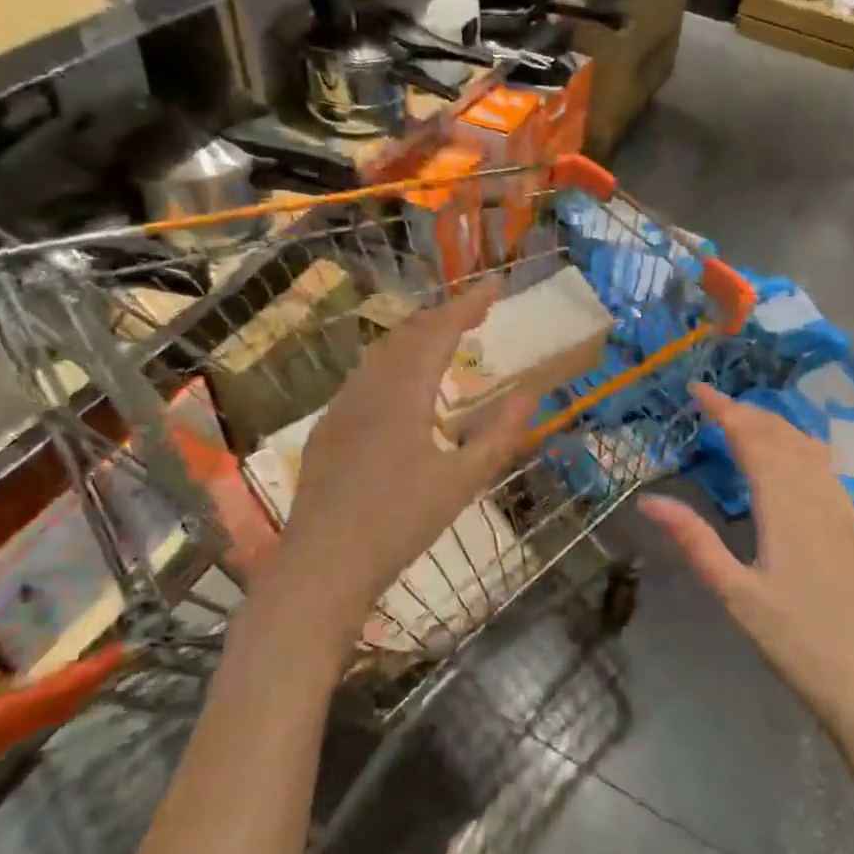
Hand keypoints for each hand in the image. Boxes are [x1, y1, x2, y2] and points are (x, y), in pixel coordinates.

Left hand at [262, 281, 537, 646]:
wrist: (322, 566)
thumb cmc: (400, 524)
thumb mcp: (463, 482)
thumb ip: (500, 435)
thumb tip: (530, 395)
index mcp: (403, 392)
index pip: (439, 330)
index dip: (468, 304)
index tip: (495, 287)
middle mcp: (368, 387)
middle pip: (408, 334)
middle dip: (444, 316)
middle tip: (477, 312)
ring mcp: (342, 406)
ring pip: (382, 354)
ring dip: (417, 338)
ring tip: (447, 341)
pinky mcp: (328, 428)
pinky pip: (365, 377)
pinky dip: (395, 364)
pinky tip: (405, 386)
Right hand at [640, 384, 853, 747]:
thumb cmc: (797, 640)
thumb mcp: (734, 593)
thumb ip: (695, 540)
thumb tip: (650, 499)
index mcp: (785, 504)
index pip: (752, 438)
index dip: (725, 408)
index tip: (697, 388)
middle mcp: (817, 495)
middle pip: (781, 435)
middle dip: (747, 411)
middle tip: (713, 403)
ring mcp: (842, 509)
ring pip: (807, 448)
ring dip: (774, 426)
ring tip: (745, 420)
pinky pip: (826, 468)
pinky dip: (801, 446)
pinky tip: (795, 456)